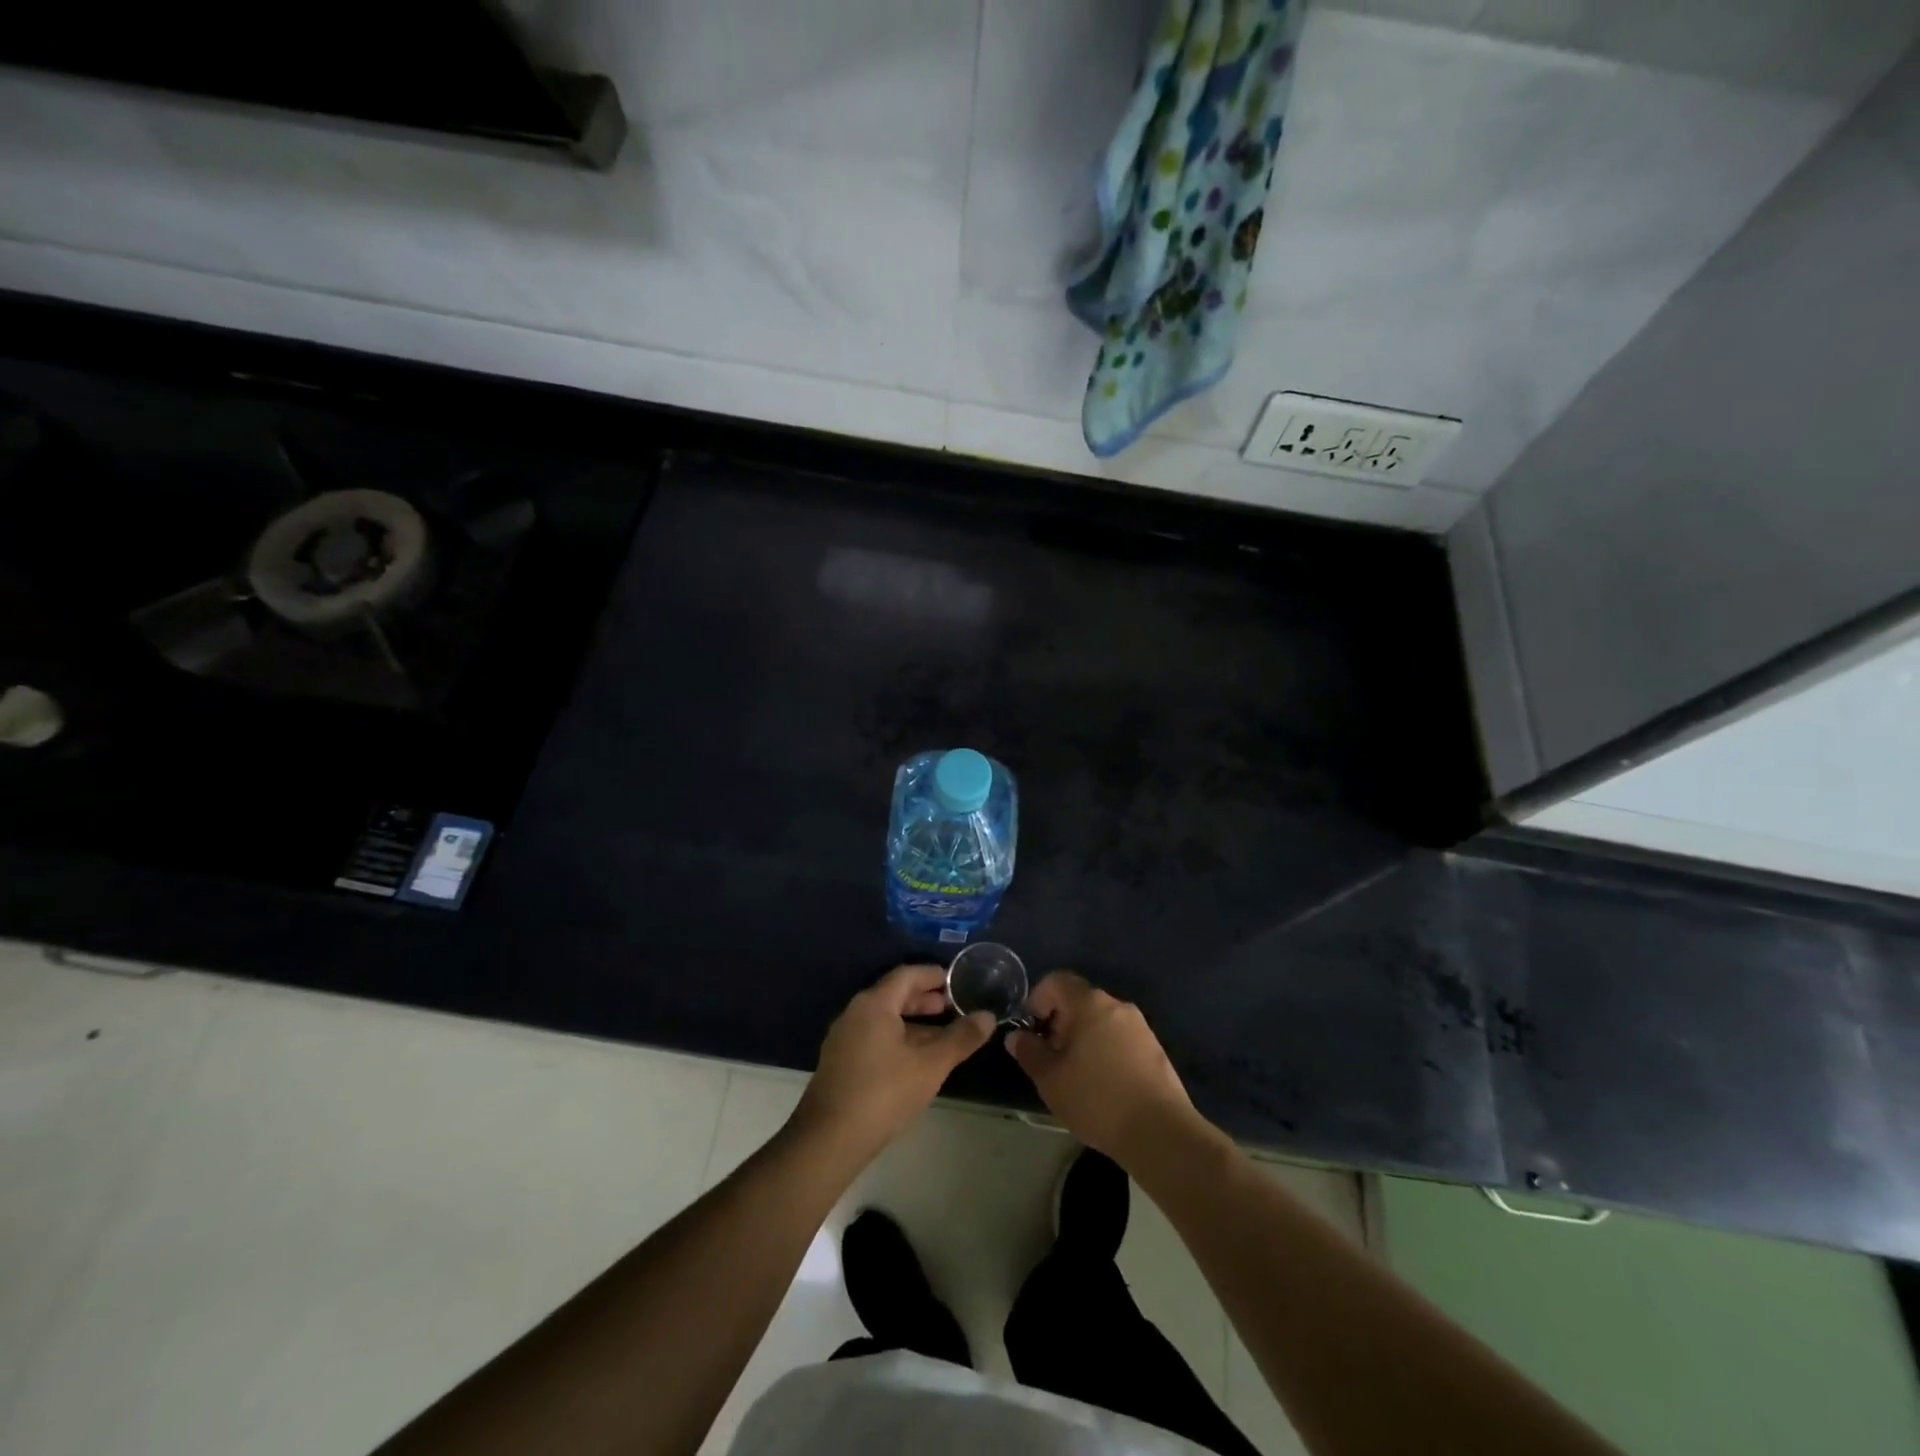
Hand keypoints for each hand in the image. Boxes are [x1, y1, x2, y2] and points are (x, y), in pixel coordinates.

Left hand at [789, 966, 994, 1162]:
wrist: (829, 1140)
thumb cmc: (883, 1093)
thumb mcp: (930, 1065)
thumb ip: (961, 1038)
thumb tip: (988, 1016)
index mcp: (874, 1004)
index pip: (907, 975)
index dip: (934, 975)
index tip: (958, 982)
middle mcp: (855, 1013)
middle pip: (894, 995)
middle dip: (925, 999)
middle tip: (953, 1006)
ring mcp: (844, 1038)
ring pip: (885, 1018)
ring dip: (913, 1021)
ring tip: (941, 1034)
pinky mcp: (841, 1062)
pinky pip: (875, 1036)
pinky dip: (899, 1037)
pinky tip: (916, 1059)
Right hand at [1005, 972, 1199, 1165]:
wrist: (1160, 1132)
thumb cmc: (1096, 1099)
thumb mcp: (1050, 1079)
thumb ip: (1029, 1052)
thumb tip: (1018, 1037)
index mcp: (1089, 1003)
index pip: (1056, 981)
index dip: (1037, 999)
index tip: (1032, 1031)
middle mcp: (1116, 1005)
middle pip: (1079, 1000)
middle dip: (1060, 1023)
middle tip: (1051, 1058)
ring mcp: (1140, 1026)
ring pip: (1101, 1020)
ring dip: (1083, 1038)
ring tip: (1076, 1075)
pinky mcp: (1155, 1049)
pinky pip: (1120, 1038)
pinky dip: (1105, 1050)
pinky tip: (1104, 1085)